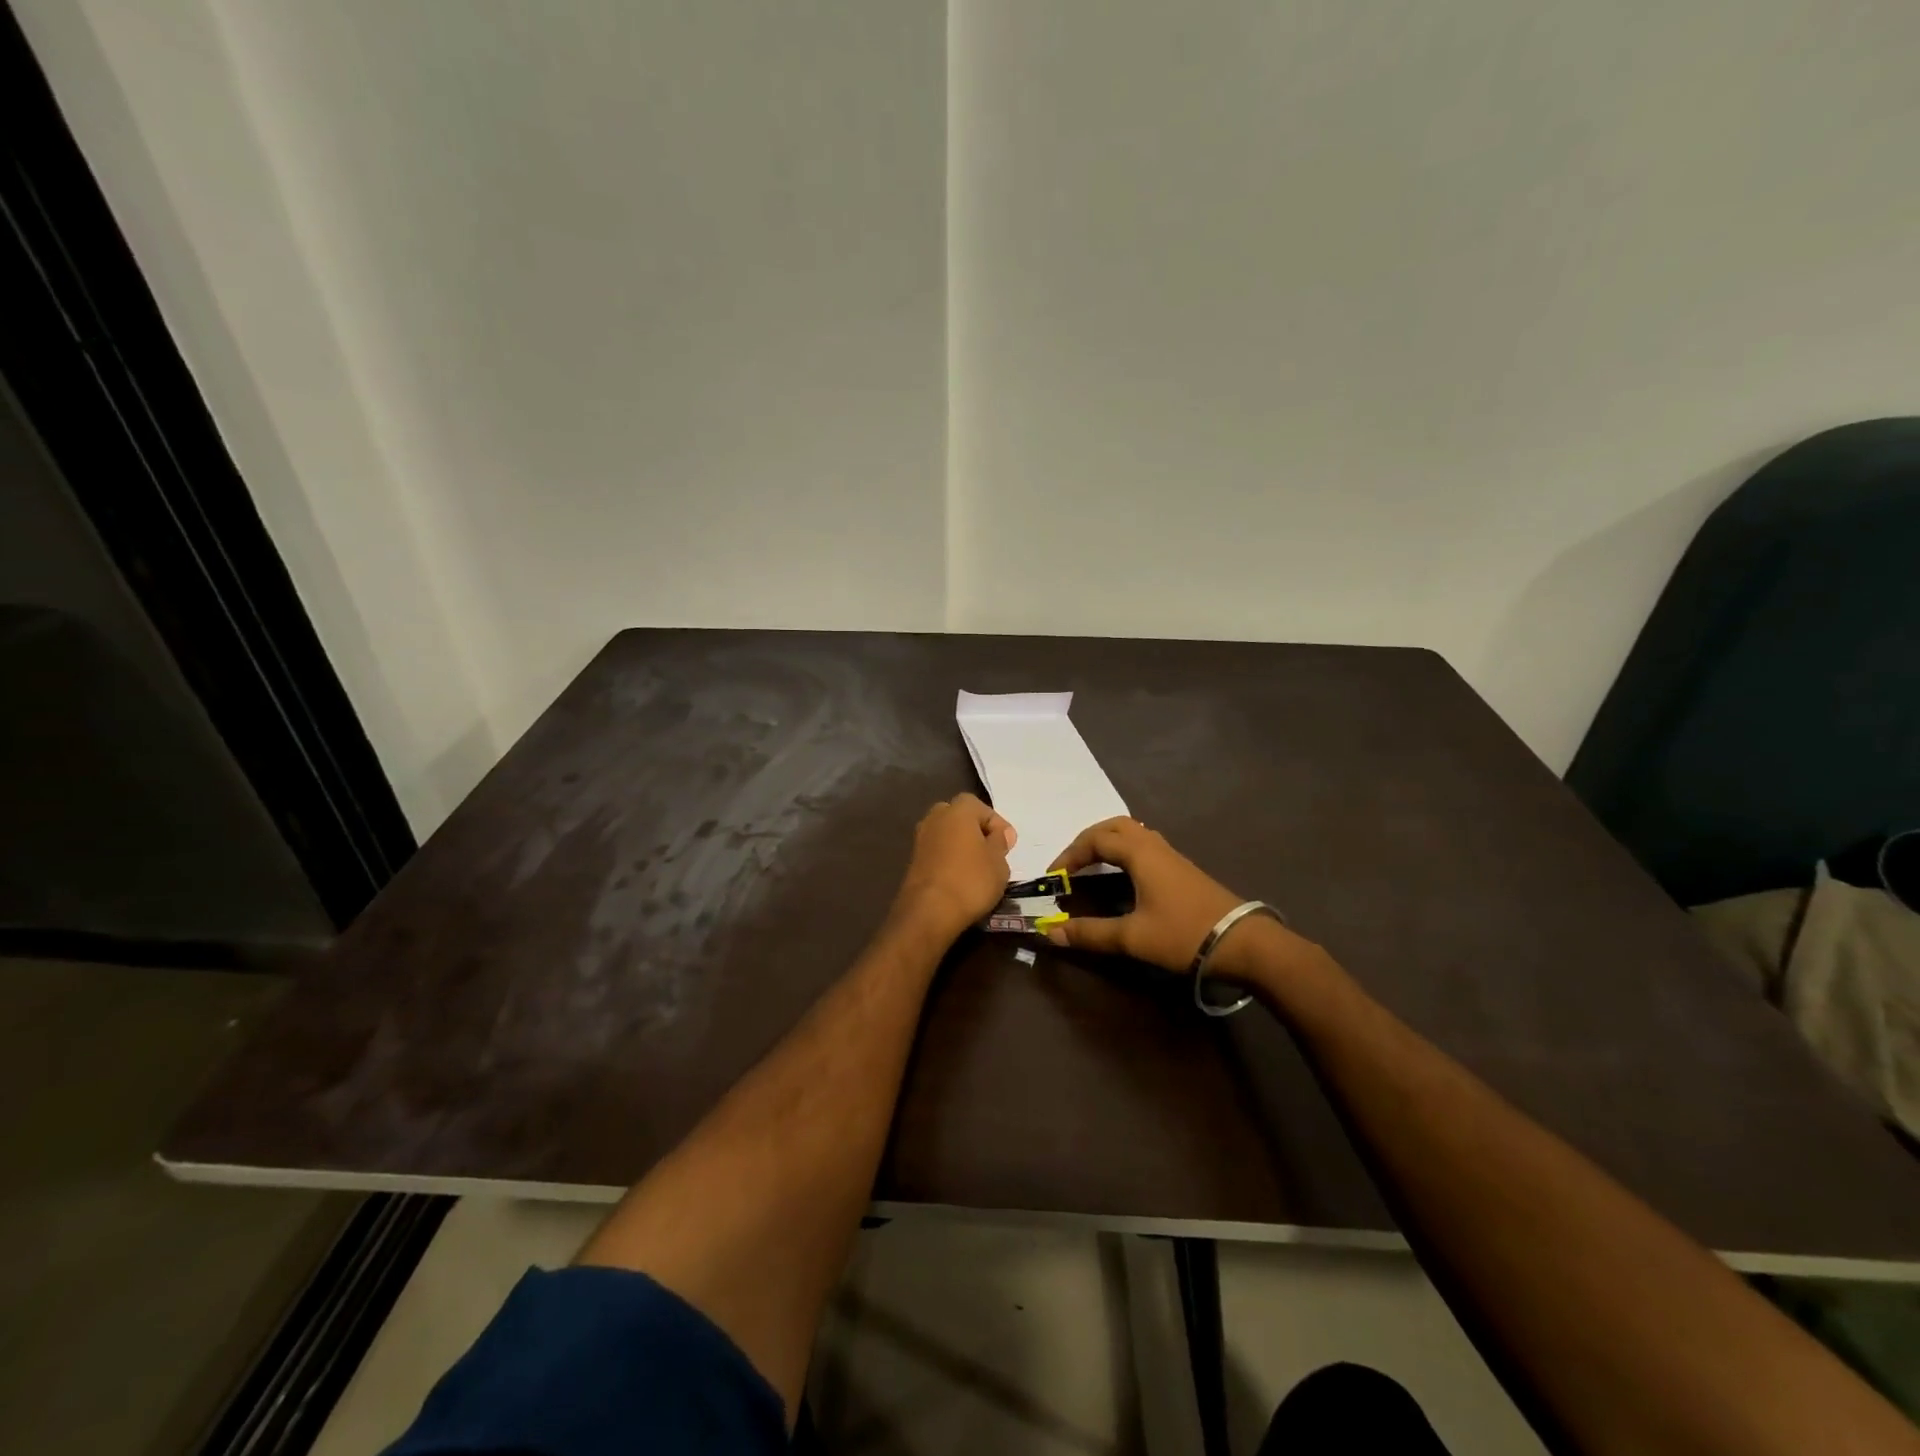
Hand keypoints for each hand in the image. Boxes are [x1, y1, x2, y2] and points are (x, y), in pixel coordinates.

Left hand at [892, 793, 1016, 940]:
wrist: (929, 911)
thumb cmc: (971, 880)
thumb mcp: (999, 863)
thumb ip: (1000, 843)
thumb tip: (999, 834)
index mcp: (958, 810)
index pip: (982, 808)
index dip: (998, 826)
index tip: (1008, 846)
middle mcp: (935, 817)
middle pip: (961, 818)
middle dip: (976, 832)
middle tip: (991, 853)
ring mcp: (921, 838)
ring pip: (947, 835)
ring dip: (961, 846)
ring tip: (978, 868)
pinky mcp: (913, 860)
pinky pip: (937, 852)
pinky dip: (948, 860)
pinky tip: (960, 878)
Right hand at [1044, 817, 1243, 971]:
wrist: (1242, 942)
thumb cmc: (1183, 934)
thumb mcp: (1132, 938)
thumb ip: (1090, 933)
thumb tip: (1050, 933)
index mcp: (1140, 854)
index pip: (1095, 841)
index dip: (1070, 856)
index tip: (1055, 878)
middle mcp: (1154, 846)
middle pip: (1114, 826)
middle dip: (1087, 840)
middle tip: (1071, 863)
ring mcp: (1171, 855)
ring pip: (1132, 832)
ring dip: (1107, 842)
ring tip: (1091, 864)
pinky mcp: (1182, 868)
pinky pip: (1144, 844)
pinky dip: (1124, 850)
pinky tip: (1123, 874)